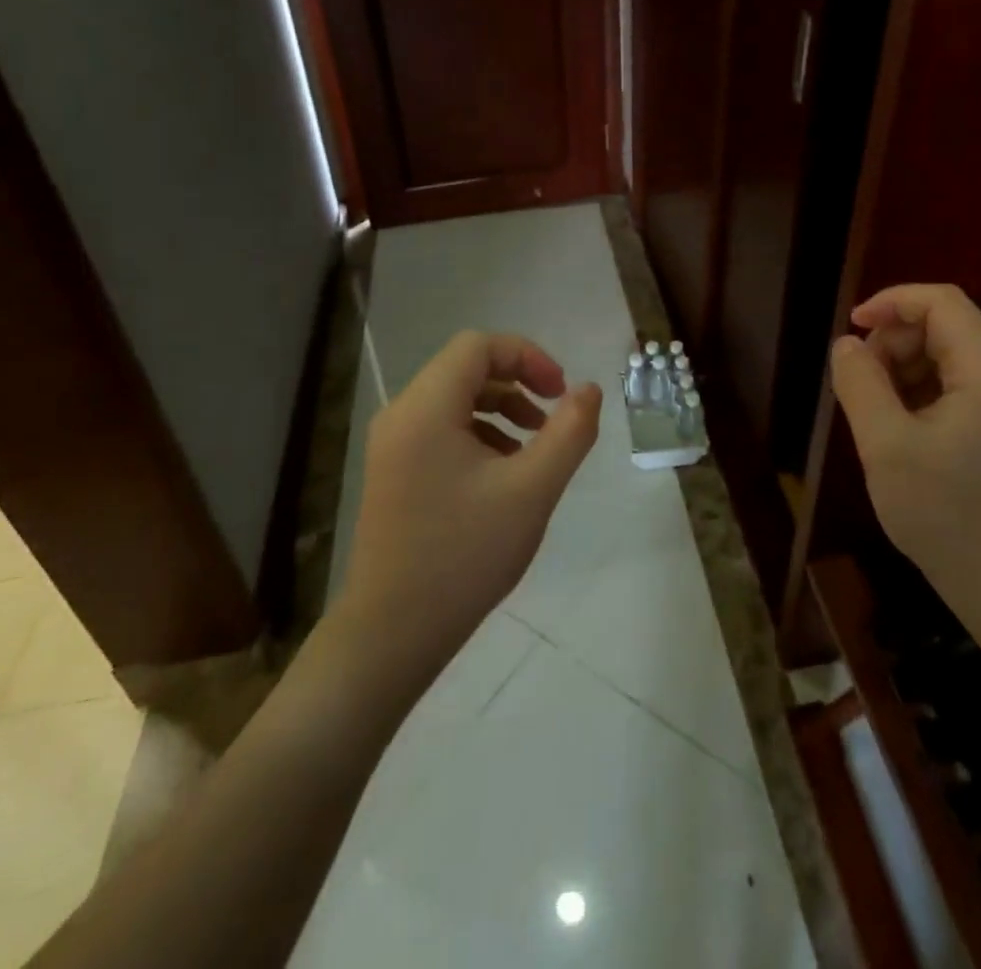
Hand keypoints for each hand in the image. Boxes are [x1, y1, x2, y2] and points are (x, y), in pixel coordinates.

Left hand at [343, 331, 600, 668]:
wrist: (392, 633)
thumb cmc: (464, 556)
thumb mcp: (532, 491)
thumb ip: (569, 432)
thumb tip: (588, 389)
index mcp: (426, 408)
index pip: (478, 346)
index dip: (527, 356)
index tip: (561, 393)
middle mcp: (401, 415)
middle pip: (465, 368)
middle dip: (517, 382)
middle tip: (553, 418)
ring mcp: (392, 444)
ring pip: (454, 399)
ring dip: (501, 408)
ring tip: (534, 447)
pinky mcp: (393, 471)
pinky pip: (441, 428)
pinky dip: (479, 433)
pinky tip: (503, 474)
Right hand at [828, 284, 980, 635]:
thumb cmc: (945, 515)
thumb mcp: (886, 446)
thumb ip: (860, 384)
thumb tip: (846, 344)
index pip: (943, 302)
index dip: (892, 301)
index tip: (852, 326)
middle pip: (945, 327)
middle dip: (894, 342)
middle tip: (858, 383)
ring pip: (948, 356)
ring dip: (903, 368)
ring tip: (873, 410)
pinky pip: (956, 385)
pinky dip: (920, 391)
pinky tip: (897, 427)